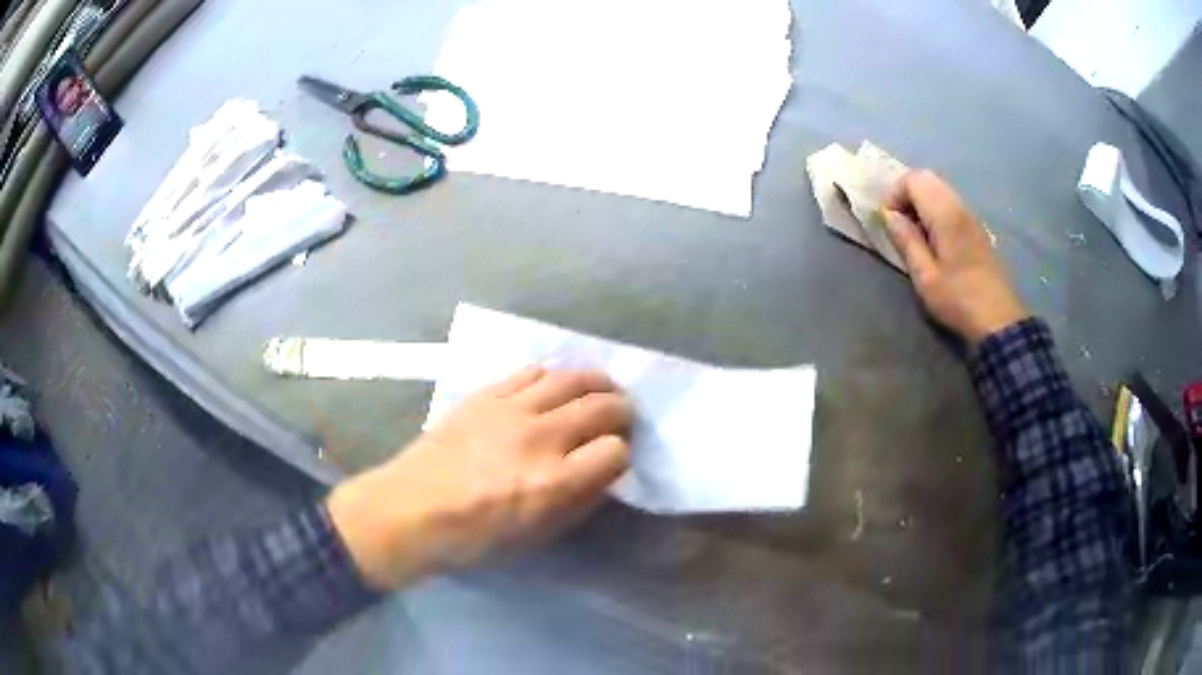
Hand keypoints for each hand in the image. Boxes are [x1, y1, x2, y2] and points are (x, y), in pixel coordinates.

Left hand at [326, 367, 632, 589]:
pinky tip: (554, 386)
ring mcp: (510, 410)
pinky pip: (531, 371)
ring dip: (595, 383)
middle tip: (622, 417)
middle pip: (601, 406)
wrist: (410, 509)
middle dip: (622, 411)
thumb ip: (577, 503)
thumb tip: (603, 474)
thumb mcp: (535, 537)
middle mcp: (539, 438)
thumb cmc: (473, 537)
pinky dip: (553, 376)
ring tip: (601, 390)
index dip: (621, 456)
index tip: (613, 461)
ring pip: (571, 379)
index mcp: (553, 483)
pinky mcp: (485, 395)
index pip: (615, 452)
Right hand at [882, 170, 1029, 344]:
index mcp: (945, 214)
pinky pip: (950, 204)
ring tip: (915, 234)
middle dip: (906, 194)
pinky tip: (935, 241)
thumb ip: (906, 241)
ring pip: (939, 190)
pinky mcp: (977, 228)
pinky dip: (935, 211)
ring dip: (921, 203)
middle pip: (927, 178)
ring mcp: (971, 216)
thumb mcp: (925, 276)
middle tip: (899, 225)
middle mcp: (959, 206)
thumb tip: (889, 216)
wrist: (999, 320)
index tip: (887, 222)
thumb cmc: (958, 300)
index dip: (894, 194)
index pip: (913, 179)